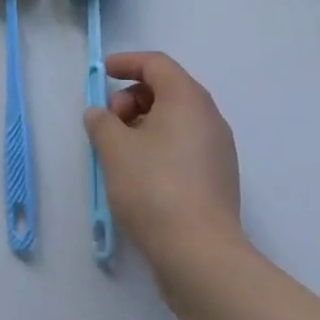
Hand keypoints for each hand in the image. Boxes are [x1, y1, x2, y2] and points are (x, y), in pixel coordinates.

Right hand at [84, 51, 242, 273]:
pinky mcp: (219, 178)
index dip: (127, 63)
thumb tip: (99, 114)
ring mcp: (218, 148)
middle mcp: (208, 115)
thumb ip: (102, 123)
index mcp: (187, 98)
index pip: (156, 64)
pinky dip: (161, 146)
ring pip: (176, 119)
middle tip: (110, 122)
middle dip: (133, 97)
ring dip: (145, 124)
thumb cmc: (155, 189)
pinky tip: (141, 174)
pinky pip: (185, 145)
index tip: (103, 73)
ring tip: (120, 152)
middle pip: (167, 89)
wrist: (202, 256)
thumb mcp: (116, 150)